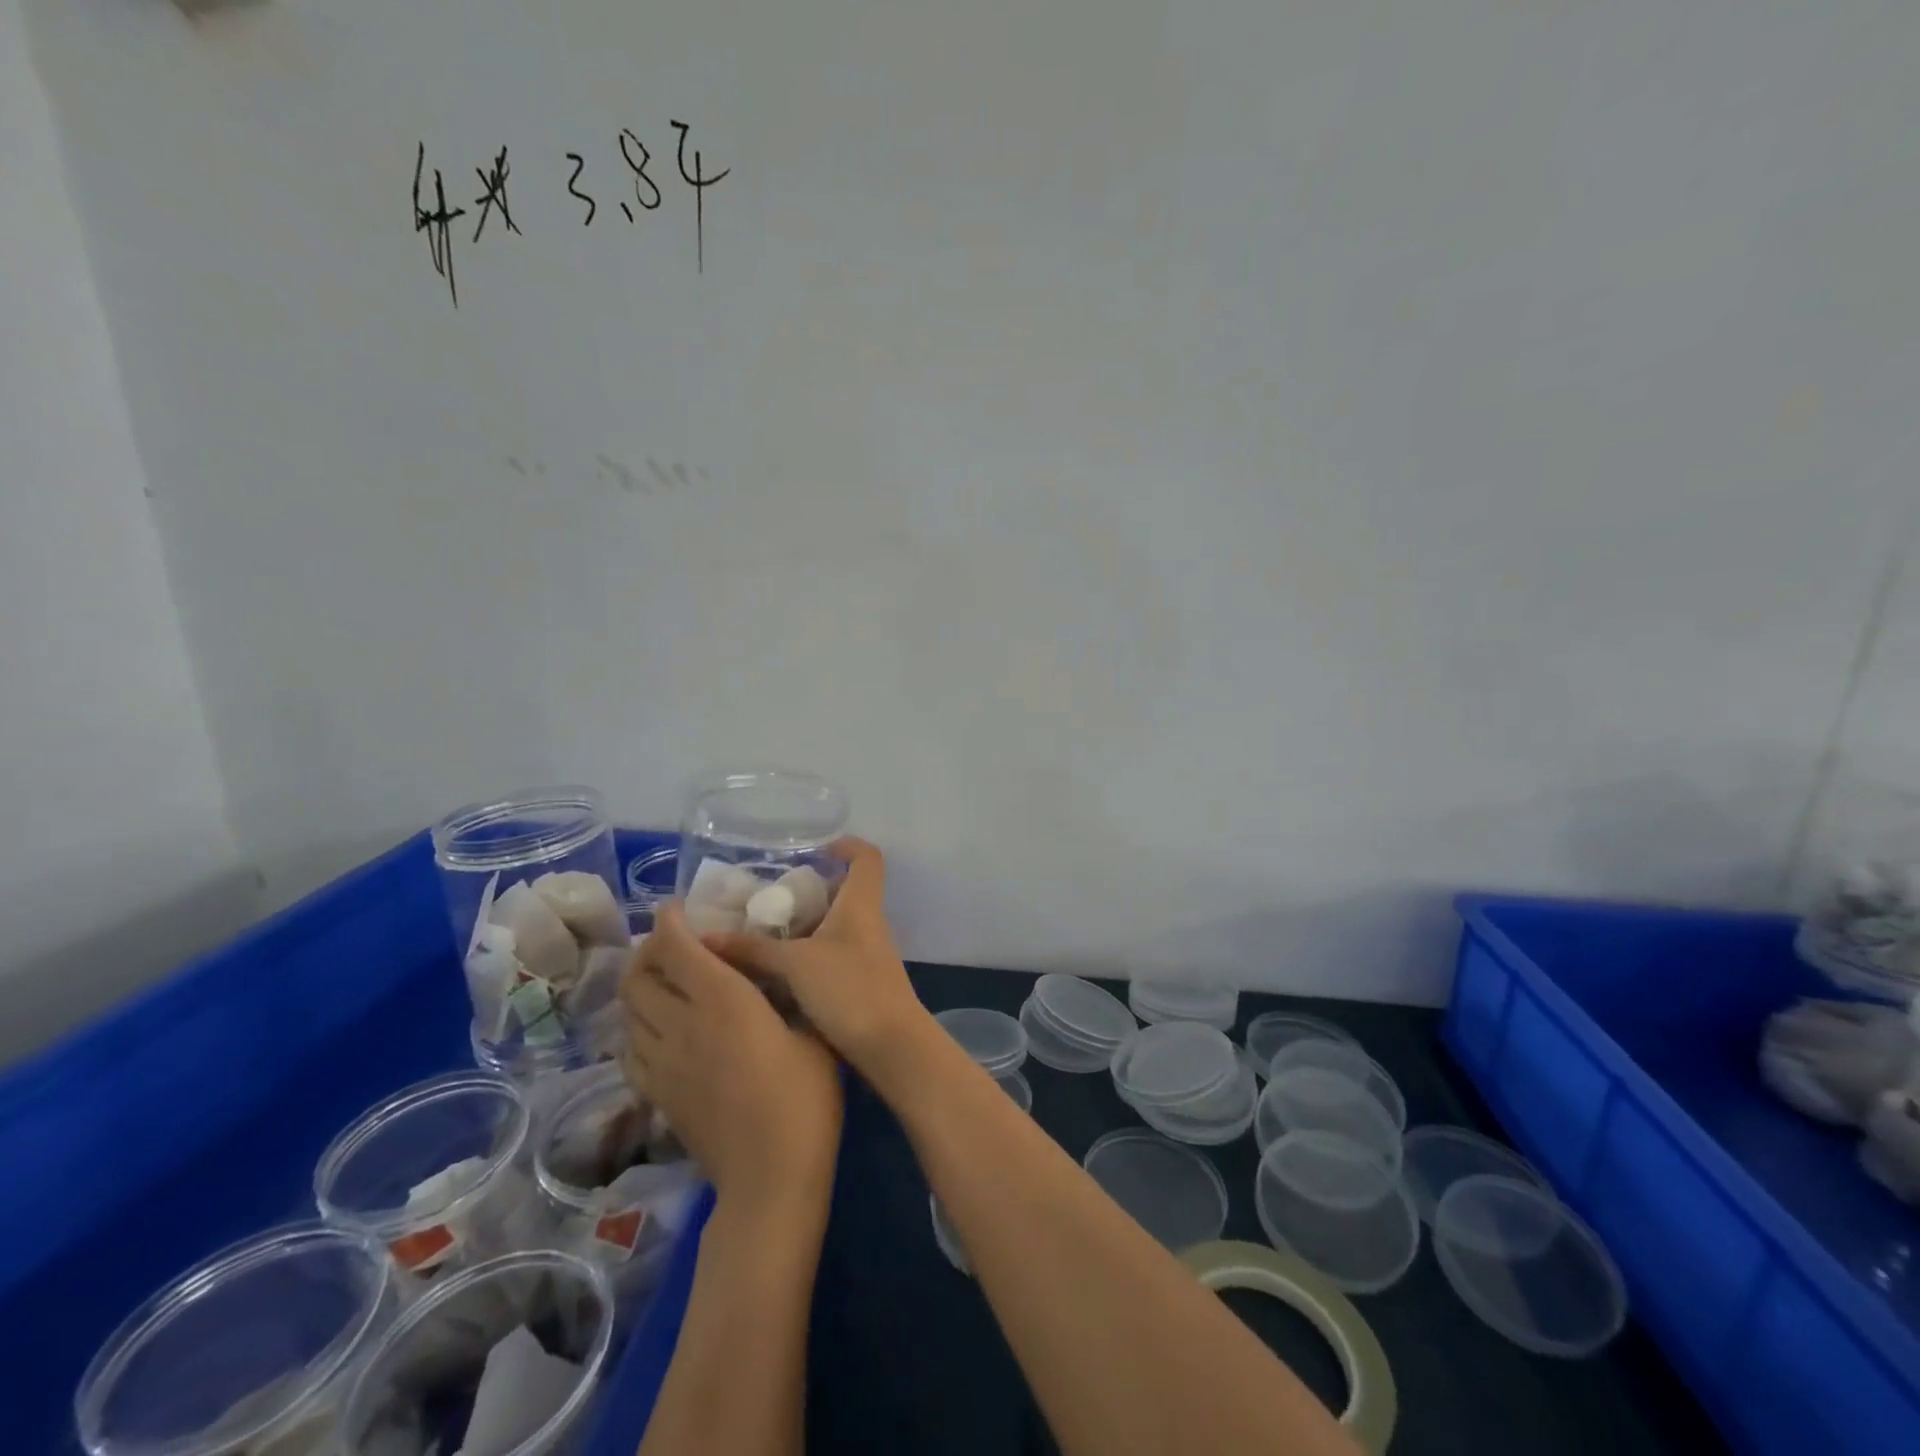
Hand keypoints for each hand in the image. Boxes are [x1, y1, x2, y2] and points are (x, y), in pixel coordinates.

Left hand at [622, 902, 843, 1211]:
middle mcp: (682, 1023)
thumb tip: (775, 978)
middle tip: (670, 942)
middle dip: (648, 950)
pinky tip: (658, 1029)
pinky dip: (637, 1027)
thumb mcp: (810, 1031)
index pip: (677, 947)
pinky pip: (631, 1049)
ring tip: (663, 979)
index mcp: (722, 999)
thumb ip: (786, 997)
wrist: (770, 1176)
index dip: (669, 921)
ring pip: (629, 1012)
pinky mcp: (657, 1095)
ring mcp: (663, 1062)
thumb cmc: (804, 1096)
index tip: (676, 906)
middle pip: (638, 976)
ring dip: (639, 986)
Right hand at [705, 838, 932, 1079]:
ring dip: (805, 925)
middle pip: (845, 891)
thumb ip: (752, 949)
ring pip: (836, 924)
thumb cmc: (849, 989)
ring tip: (763, 932)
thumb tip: (705, 938)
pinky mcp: (862, 980)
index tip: (815, 849)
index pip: (867, 857)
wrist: (891, 1045)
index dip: (846, 845)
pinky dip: (808, 952)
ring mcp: (867, 952)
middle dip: (810, 890)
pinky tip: (777, 969)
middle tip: (770, 898)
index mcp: (860, 904)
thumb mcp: (794, 965)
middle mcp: (868, 922)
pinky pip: (833, 952)